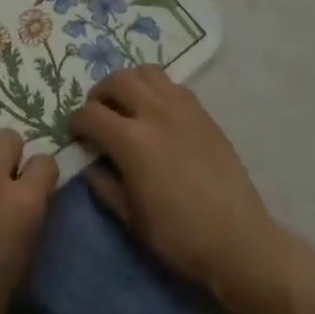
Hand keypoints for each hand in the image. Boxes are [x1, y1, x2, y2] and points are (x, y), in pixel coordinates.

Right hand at [70, 66, 279, 310]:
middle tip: (98, 115)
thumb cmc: (178, 236)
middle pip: (116, 80)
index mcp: (131, 141)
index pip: (90, 114)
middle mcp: (155, 113)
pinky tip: (156, 113)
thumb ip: (104, 184)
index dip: (76, 123)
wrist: (238, 241)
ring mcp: (182, 108)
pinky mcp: (203, 113)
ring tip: (126, 105)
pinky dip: (155, 89)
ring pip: (146, 72)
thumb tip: (92, 163)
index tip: (77, 136)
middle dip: (99, 95)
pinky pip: (172, 85)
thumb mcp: (130, 217)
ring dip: (128, 83)